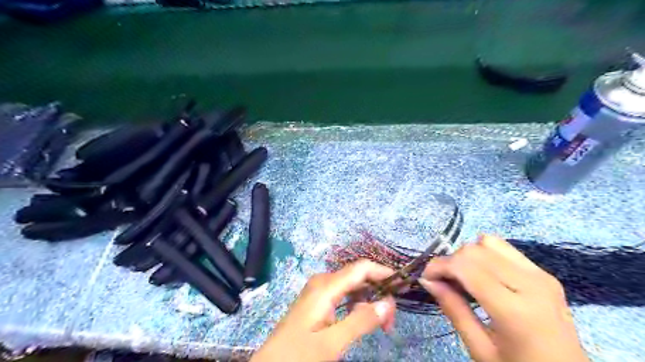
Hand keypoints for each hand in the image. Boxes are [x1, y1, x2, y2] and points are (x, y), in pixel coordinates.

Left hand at [254, 260, 397, 358]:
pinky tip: (364, 319)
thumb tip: (388, 304)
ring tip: (383, 323)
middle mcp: (323, 281)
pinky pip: (344, 294)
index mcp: (326, 286)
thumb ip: (360, 321)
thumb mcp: (332, 343)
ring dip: (370, 300)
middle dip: (379, 291)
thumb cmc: (299, 354)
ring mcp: (320, 290)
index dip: (383, 273)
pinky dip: (358, 304)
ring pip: (352, 285)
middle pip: (358, 276)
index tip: (402, 287)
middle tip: (391, 320)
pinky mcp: (319, 300)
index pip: (361, 268)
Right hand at [422, 235, 591, 361]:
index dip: (439, 266)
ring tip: (463, 277)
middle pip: (475, 250)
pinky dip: (485, 255)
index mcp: (515, 311)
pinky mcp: (544, 273)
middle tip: (442, 281)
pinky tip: (483, 275)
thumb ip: (453, 310)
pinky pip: (505, 248)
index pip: (466, 267)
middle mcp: (531, 284)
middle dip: (451, 260)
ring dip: (468, 255)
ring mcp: (541, 275)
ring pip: (489, 242)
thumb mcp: (480, 349)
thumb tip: (428, 280)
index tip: (426, 278)